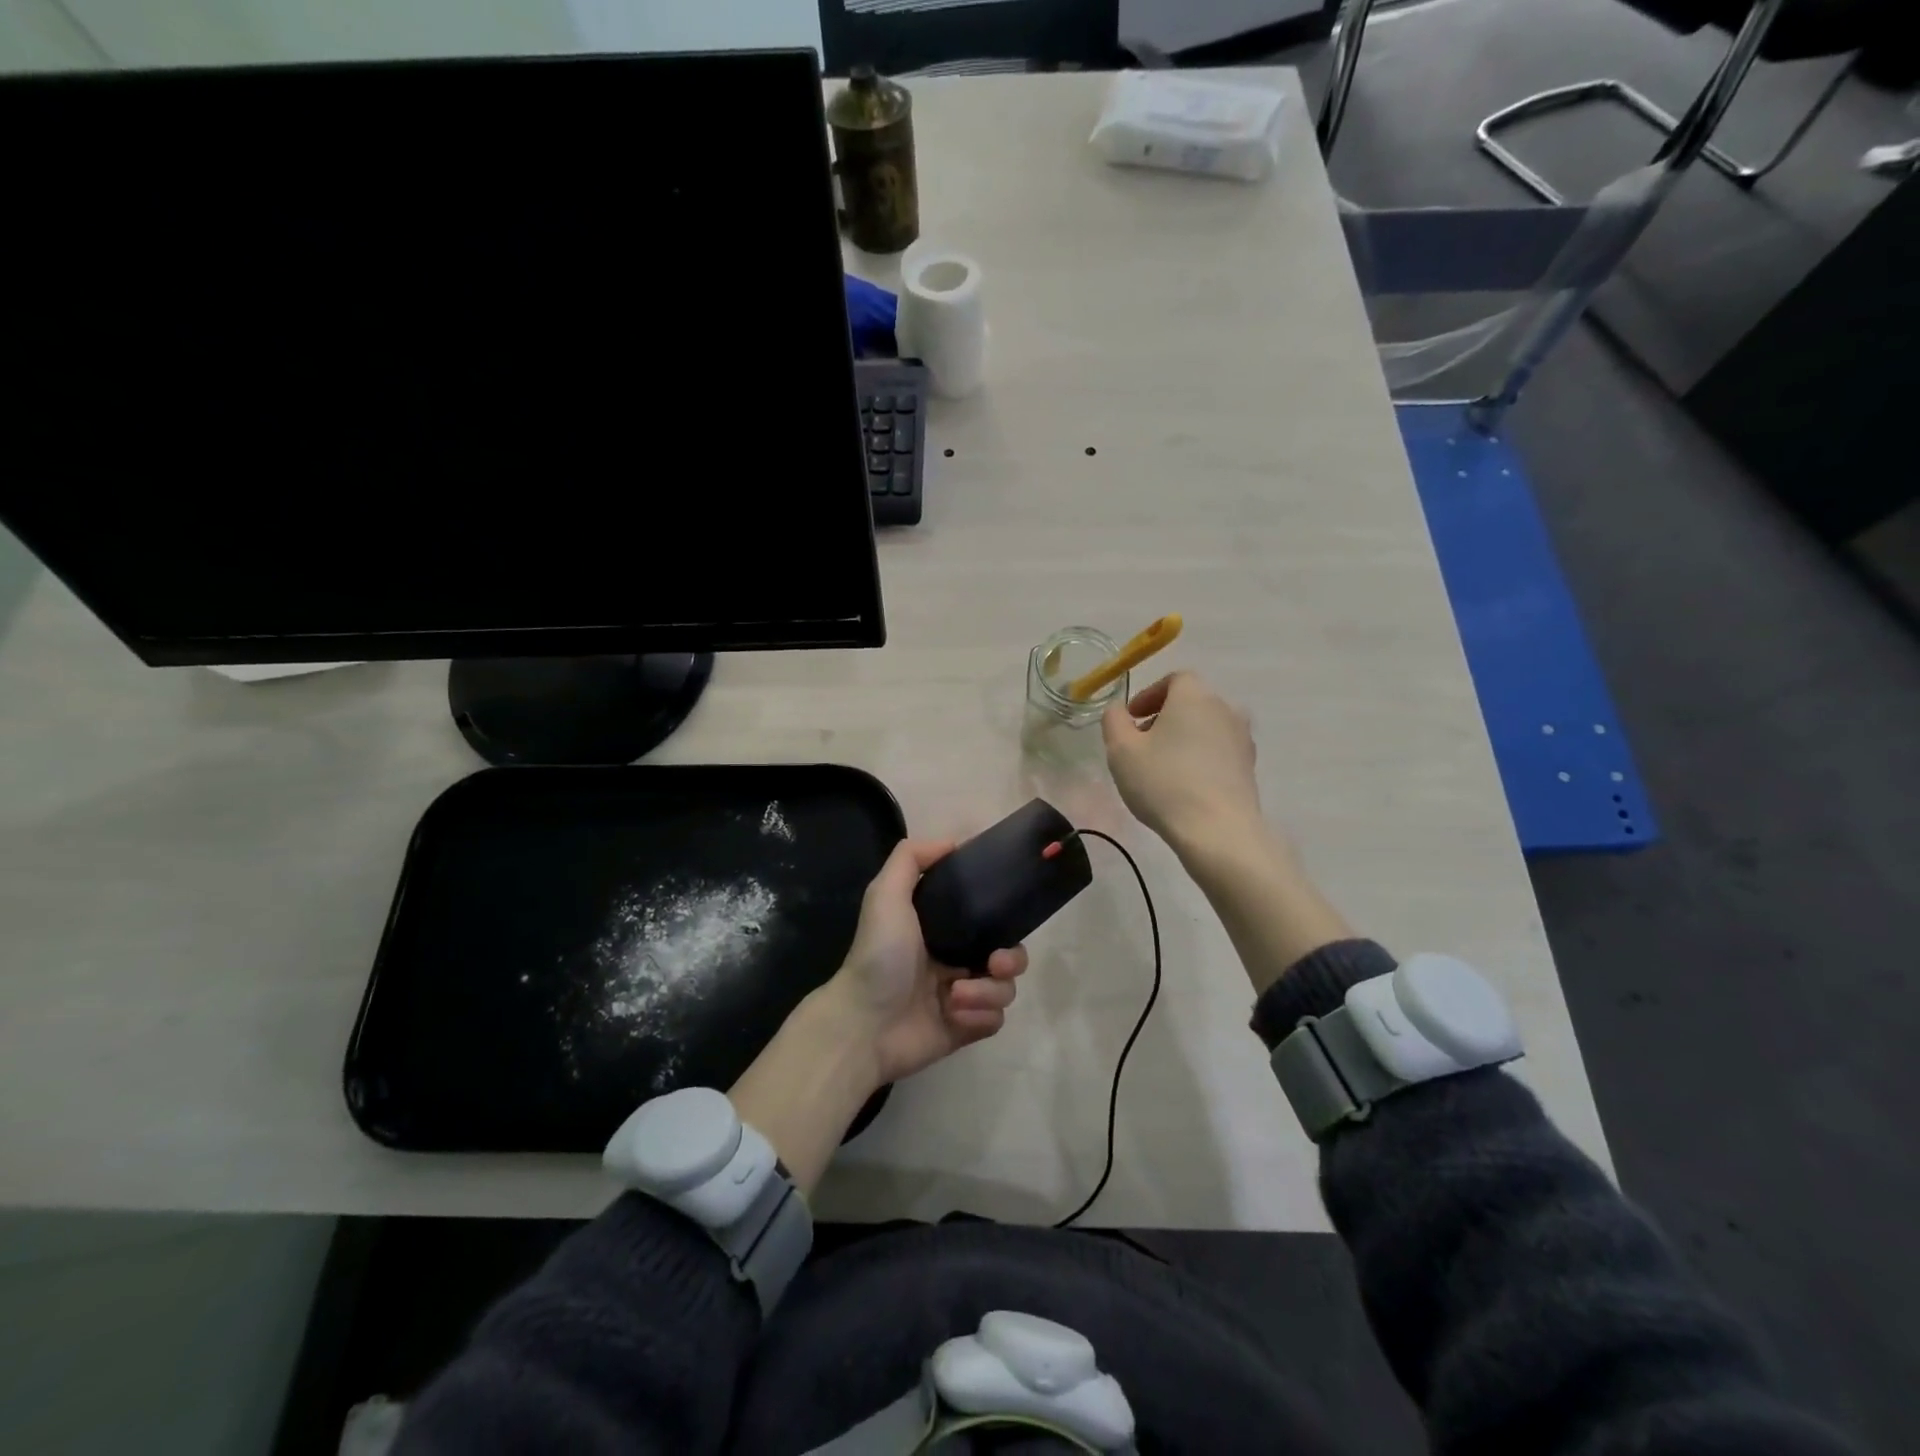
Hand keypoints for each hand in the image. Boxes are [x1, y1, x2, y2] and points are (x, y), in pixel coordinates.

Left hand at [823, 838, 1028, 1085]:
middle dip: (1011, 958)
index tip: (1006, 914)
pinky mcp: (966, 1028)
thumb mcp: (886, 894)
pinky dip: (980, 1015)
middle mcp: (955, 960)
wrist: (864, 1023)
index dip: (1002, 916)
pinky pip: (996, 1019)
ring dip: (988, 991)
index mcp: (941, 929)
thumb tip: (953, 842)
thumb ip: (911, 858)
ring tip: (955, 995)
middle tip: (995, 963)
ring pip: (1005, 988)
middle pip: (1008, 953)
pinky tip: (954, 1014)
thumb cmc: (878, 955)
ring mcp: (963, 996)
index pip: (987, 918)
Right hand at [1102, 671, 1263, 851]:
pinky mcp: (1250, 766)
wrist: (1218, 829)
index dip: (1150, 694)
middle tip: (1142, 743)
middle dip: (1165, 717)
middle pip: (1192, 703)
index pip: (1174, 679)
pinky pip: (1219, 751)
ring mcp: (1242, 738)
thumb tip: (1118, 710)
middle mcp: (1224, 708)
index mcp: (1193, 695)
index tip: (1132, 717)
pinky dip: (1201, 757)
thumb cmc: (1163, 782)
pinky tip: (1185, 784)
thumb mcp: (1121, 750)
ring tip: (1163, 766)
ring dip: (1184, 738)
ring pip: (1207, 727)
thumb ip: (1114, 721)